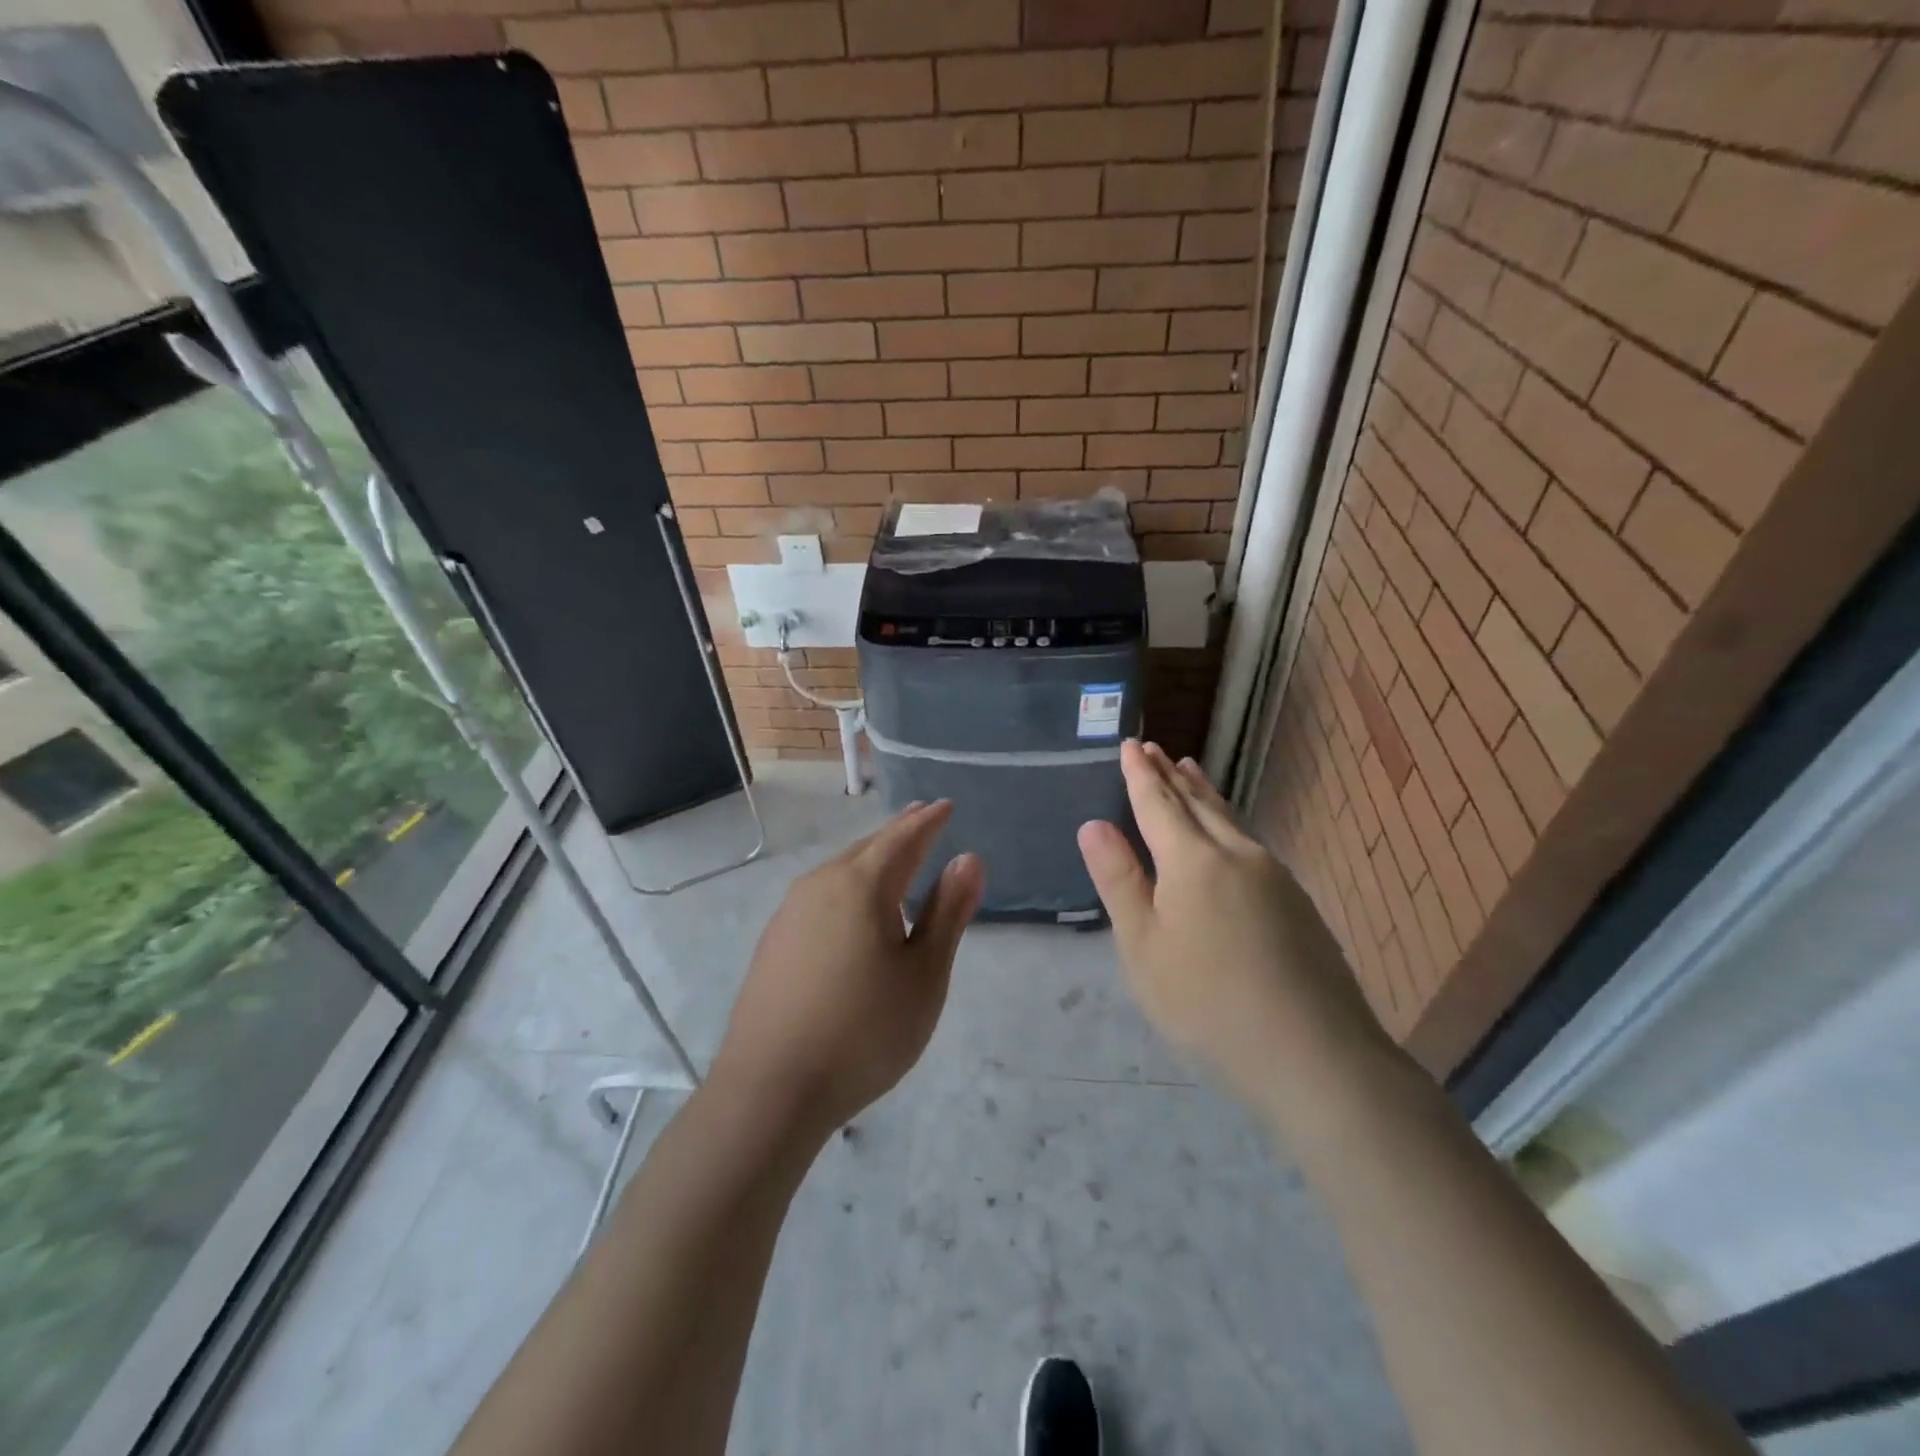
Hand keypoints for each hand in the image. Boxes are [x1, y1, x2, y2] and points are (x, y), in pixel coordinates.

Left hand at [711, 800, 981, 1139]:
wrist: (770, 1089)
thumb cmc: (864, 1031)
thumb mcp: (924, 975)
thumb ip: (947, 913)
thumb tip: (968, 859)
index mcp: (862, 885)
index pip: (903, 838)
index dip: (928, 821)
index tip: (945, 805)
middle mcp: (821, 885)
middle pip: (868, 848)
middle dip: (898, 832)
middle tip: (921, 817)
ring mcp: (790, 913)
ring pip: (840, 870)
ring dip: (871, 858)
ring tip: (893, 856)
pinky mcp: (774, 942)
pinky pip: (821, 896)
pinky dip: (847, 886)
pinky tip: (852, 909)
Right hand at [1077, 741, 1388, 1106]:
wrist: (1313, 1052)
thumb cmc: (1207, 1002)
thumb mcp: (1143, 946)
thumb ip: (1119, 881)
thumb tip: (1093, 824)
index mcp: (1191, 860)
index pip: (1157, 803)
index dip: (1140, 774)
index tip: (1130, 744)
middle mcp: (1236, 853)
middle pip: (1197, 803)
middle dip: (1170, 775)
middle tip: (1154, 749)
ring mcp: (1273, 875)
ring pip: (1229, 818)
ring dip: (1203, 791)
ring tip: (1189, 769)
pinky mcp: (1296, 900)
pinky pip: (1250, 840)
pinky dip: (1228, 819)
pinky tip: (1228, 830)